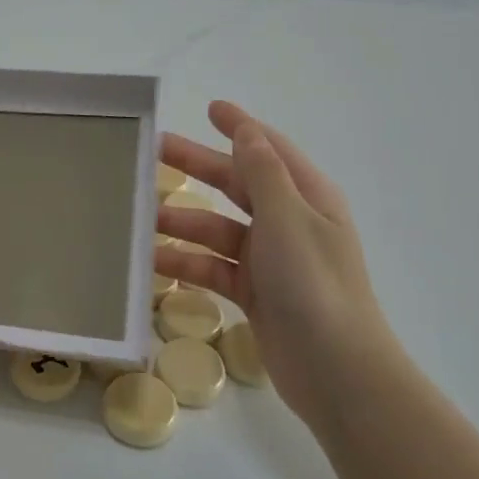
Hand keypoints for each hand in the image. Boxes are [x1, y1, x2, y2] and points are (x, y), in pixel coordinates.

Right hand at [156, 102, 396, 426]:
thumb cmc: (313, 284)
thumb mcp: (287, 218)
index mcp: (306, 197)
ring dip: (184, 222)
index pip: (268, 149)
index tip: (209, 108)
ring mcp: (272, 260)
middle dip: (198, 167)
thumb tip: (247, 134)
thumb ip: (262, 173)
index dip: (240, 127)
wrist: (336, 370)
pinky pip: (214, 267)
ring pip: (219, 229)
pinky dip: (187, 263)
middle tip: (153, 152)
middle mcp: (289, 222)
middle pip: (237, 184)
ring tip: (142, 218)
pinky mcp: (255, 293)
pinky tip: (154, 262)